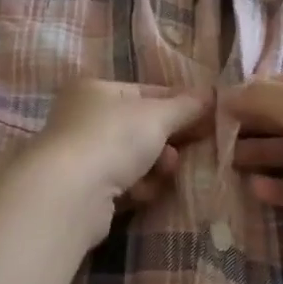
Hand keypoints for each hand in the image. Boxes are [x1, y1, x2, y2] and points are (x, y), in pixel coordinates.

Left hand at [20, 80, 211, 241]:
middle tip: (191, 148)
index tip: (208, 118)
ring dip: (155, 166)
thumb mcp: (157, 116)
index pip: (146, 92)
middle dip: (167, 140)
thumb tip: (211, 94)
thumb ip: (186, 106)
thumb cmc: (114, 138)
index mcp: (95, 90)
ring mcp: (81, 155)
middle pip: (140, 127)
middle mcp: (83, 118)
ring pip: (133, 158)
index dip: (179, 104)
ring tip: (166, 172)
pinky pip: (122, 184)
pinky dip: (138, 188)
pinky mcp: (84, 191)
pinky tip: (145, 193)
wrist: (71, 193)